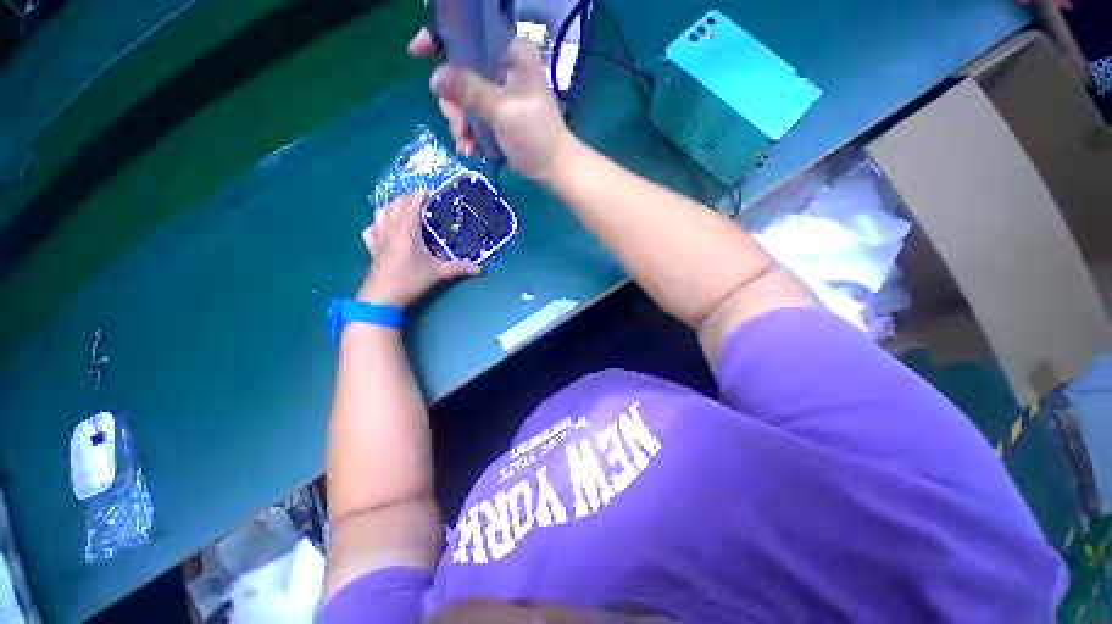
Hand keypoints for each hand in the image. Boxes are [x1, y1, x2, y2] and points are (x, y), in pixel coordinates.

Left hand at [357, 192, 479, 306]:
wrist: (382, 297)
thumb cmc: (410, 280)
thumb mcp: (438, 273)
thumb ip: (459, 268)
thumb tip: (480, 269)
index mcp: (406, 229)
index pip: (411, 203)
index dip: (421, 194)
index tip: (432, 192)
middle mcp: (390, 228)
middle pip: (396, 203)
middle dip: (409, 198)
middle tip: (423, 202)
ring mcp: (378, 237)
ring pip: (381, 212)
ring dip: (392, 206)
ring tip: (404, 210)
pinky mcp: (372, 247)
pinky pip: (371, 228)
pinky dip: (378, 223)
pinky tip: (384, 228)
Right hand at [408, 29, 575, 181]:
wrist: (552, 168)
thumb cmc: (535, 135)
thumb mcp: (502, 110)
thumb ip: (469, 91)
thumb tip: (434, 78)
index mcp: (512, 53)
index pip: (471, 33)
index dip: (441, 39)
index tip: (417, 53)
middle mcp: (504, 67)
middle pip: (460, 70)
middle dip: (455, 103)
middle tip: (459, 126)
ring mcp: (500, 92)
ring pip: (464, 97)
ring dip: (461, 123)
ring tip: (467, 144)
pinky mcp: (498, 113)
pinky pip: (473, 115)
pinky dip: (469, 132)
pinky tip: (470, 149)